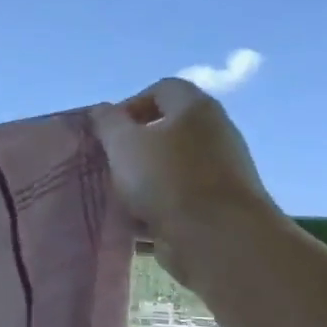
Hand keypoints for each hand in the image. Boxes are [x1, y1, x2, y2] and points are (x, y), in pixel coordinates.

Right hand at [96, 78, 282, 288]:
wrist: (217, 236)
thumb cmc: (165, 178)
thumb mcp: (123, 144)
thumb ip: (108, 123)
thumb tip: (103, 110)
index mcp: (195, 108)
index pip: (162, 89)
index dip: (131, 105)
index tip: (109, 132)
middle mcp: (215, 132)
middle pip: (168, 128)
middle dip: (135, 145)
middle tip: (111, 163)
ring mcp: (222, 169)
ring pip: (172, 165)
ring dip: (144, 177)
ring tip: (120, 194)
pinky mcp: (221, 203)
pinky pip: (182, 195)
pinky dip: (160, 203)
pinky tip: (138, 219)